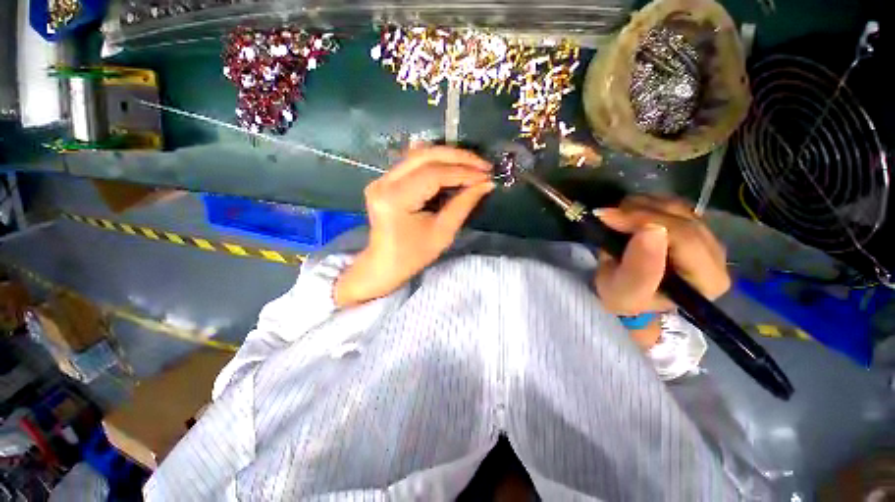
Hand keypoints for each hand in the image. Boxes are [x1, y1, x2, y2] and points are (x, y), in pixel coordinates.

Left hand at [335, 146, 493, 306]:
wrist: (385, 263)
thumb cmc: (414, 255)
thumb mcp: (443, 233)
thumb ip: (463, 204)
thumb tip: (486, 184)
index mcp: (396, 199)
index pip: (433, 174)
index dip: (463, 172)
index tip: (486, 176)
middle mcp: (384, 182)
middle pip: (425, 156)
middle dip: (458, 157)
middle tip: (483, 165)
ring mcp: (382, 179)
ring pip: (419, 155)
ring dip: (448, 157)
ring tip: (473, 165)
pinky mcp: (385, 180)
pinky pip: (414, 163)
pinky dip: (437, 163)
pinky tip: (454, 167)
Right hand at [593, 196, 730, 344]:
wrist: (631, 298)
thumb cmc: (627, 300)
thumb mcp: (624, 294)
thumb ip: (639, 268)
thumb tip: (651, 229)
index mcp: (708, 280)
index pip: (684, 237)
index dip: (645, 220)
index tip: (607, 217)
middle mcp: (717, 256)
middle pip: (683, 219)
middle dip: (640, 212)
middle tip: (606, 214)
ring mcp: (707, 239)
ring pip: (679, 208)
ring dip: (641, 206)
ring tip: (615, 215)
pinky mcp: (693, 229)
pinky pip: (673, 207)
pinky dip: (647, 205)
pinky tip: (628, 214)